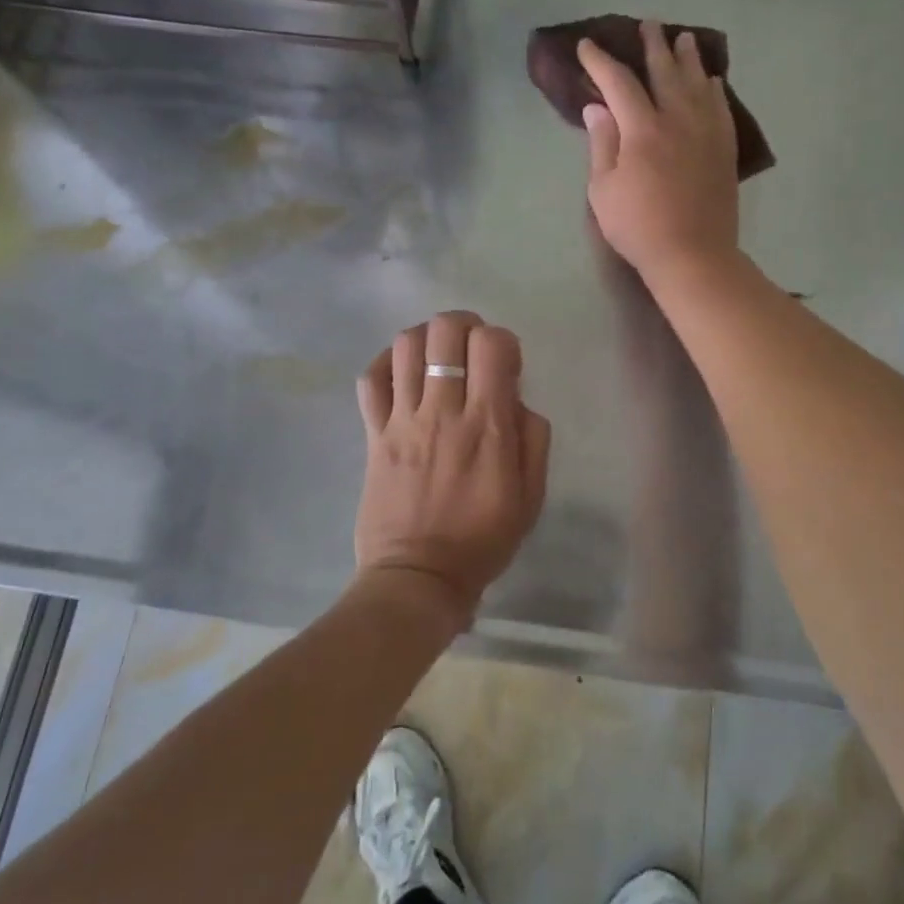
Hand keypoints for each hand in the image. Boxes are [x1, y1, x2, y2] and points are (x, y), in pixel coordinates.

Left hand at [354, 310, 551, 627]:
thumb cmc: (483, 540)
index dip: (502, 341)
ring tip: (437, 357)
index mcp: (486, 425)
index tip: (506, 367)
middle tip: (471, 348)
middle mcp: (442, 411)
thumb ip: (533, 439)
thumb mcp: (531, 496)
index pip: (491, 345)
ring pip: (405, 346)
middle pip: (444, 332)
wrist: (418, 578)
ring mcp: (402, 420)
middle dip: (464, 325)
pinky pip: (370, 380)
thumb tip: (516, 400)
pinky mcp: (374, 434)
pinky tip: (401, 372)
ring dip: (426, 339)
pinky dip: (385, 364)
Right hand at [580, 21, 739, 288]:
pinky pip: (721, 108)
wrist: (692, 255)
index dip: (601, 62)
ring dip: (689, 58)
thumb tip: (597, 107)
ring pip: (698, 84)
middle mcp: (678, 120)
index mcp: (642, 129)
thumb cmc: (638, 226)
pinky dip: (714, 90)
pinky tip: (712, 81)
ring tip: (684, 38)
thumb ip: (602, 144)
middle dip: (654, 45)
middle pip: (665, 72)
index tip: (587, 47)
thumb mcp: (604, 190)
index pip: (619, 82)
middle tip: (649, 24)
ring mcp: (706, 133)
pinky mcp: (724, 150)